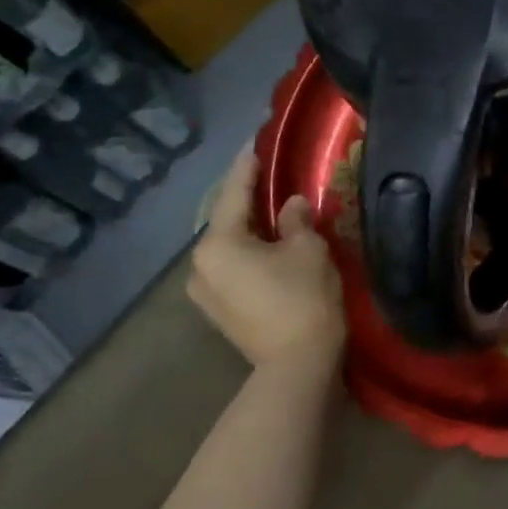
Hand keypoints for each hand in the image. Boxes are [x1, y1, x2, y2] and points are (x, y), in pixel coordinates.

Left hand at [189, 147, 344, 373]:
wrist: (297, 364)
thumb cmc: (303, 298)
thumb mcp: (307, 249)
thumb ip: (296, 220)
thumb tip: (292, 205)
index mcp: (218, 243)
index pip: (233, 193)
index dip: (247, 167)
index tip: (254, 144)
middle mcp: (200, 265)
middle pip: (225, 221)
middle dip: (247, 200)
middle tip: (268, 178)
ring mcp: (205, 292)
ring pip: (228, 247)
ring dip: (248, 230)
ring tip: (272, 214)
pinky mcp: (218, 311)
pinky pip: (231, 268)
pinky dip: (248, 253)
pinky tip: (268, 248)